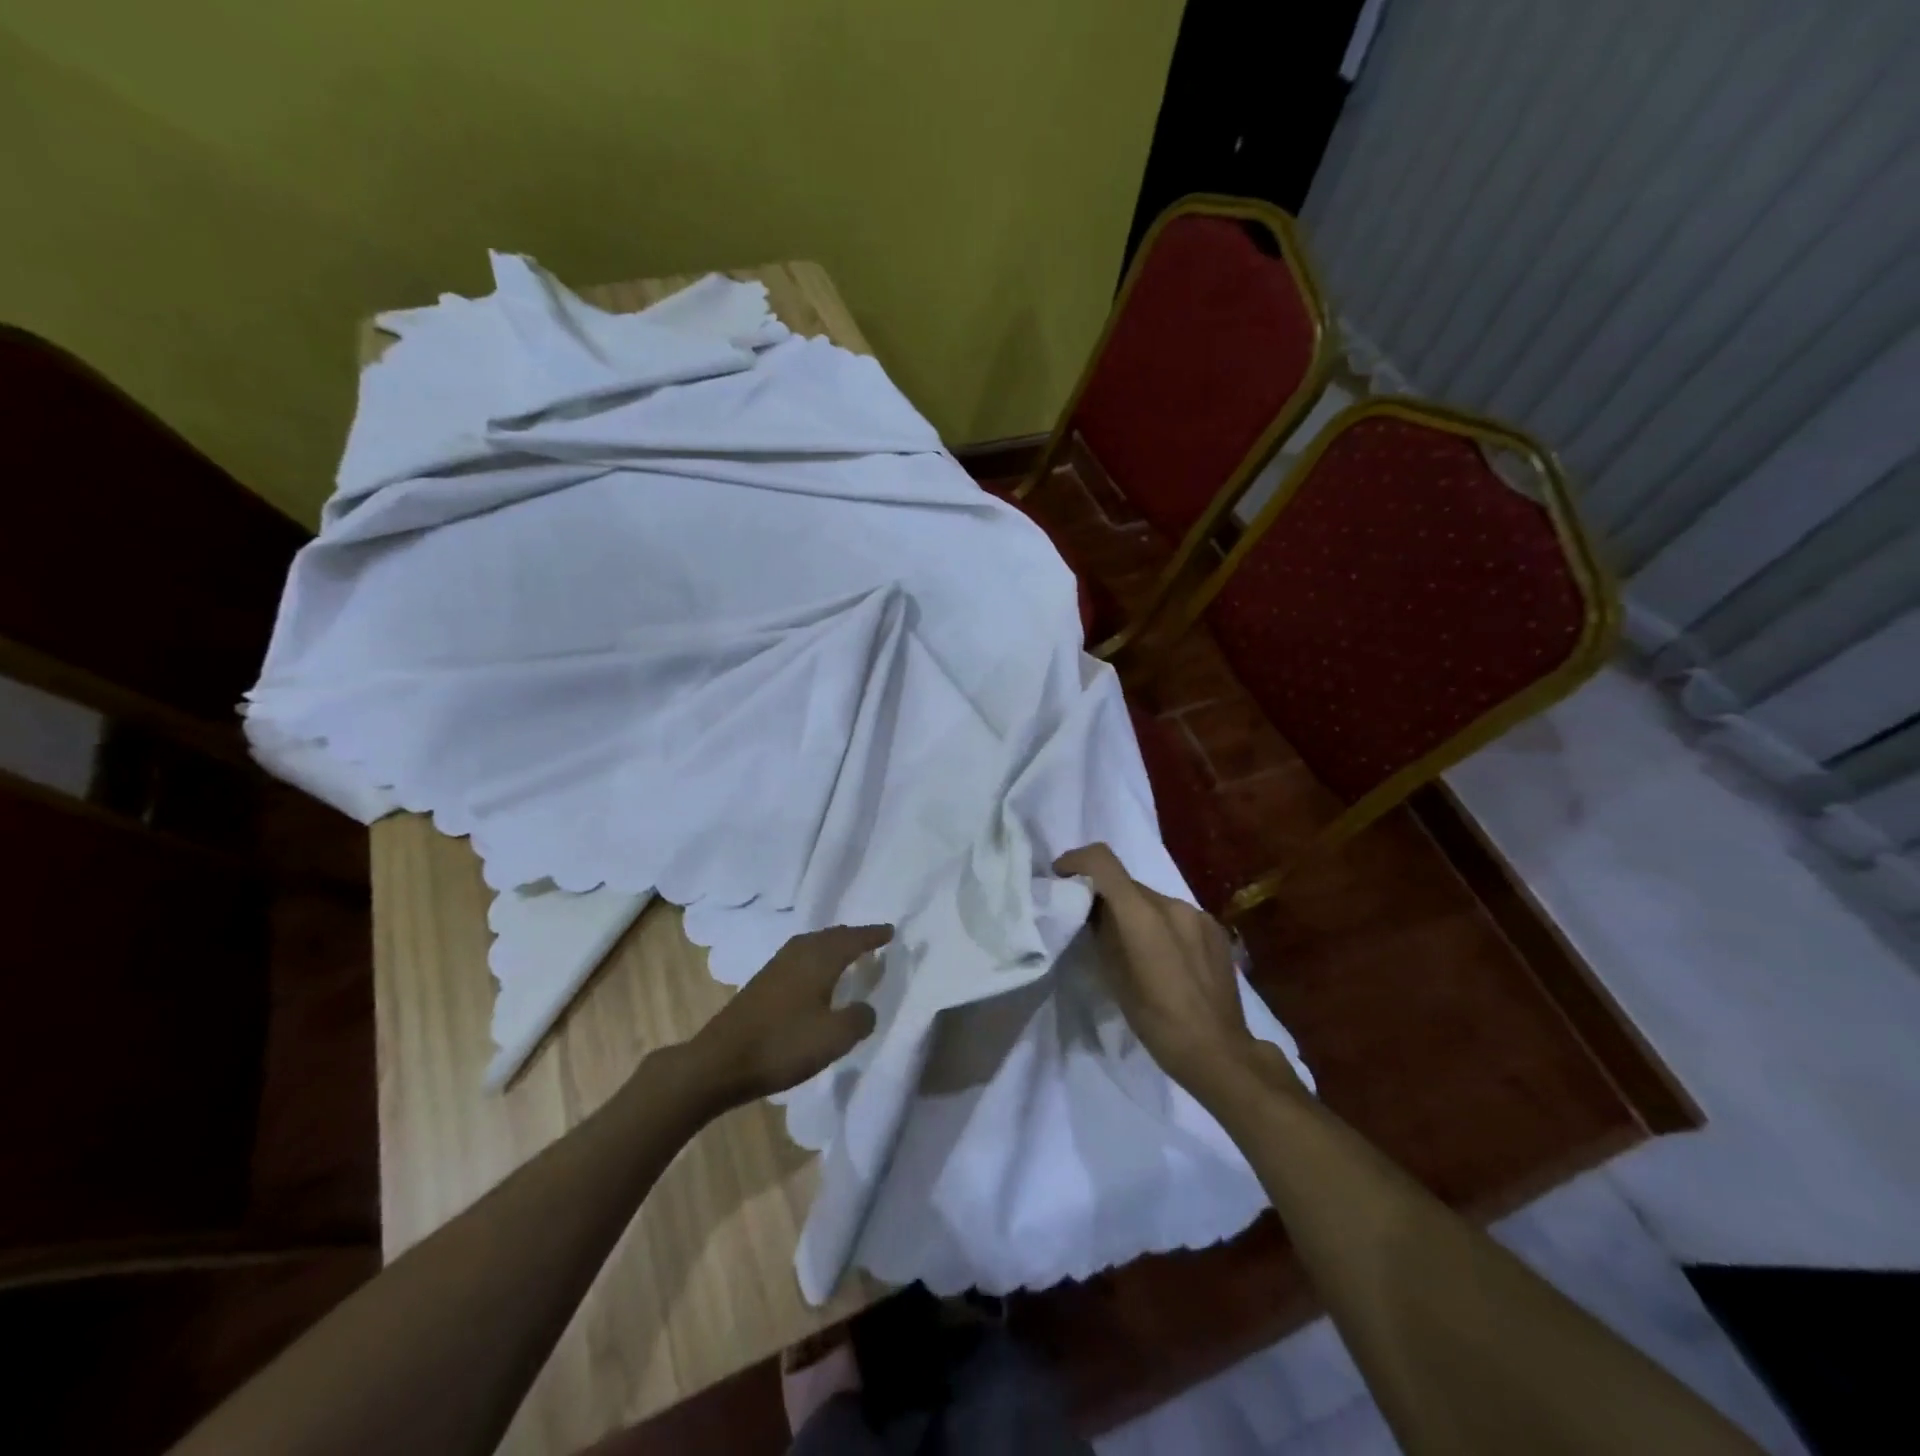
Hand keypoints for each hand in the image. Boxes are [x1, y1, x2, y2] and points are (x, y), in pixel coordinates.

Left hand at [687, 924, 890, 1105]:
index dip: (873, 935)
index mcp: (819, 960)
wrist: (719, 1062)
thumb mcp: (834, 1038)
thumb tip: (866, 1008)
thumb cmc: (783, 1045)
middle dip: (852, 936)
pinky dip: (815, 957)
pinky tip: (813, 976)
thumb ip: (858, 1019)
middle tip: (871, 940)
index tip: (891, 932)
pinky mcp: (761, 983)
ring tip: (846, 954)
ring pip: (812, 944)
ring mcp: (776, 967)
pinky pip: (798, 956)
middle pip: (830, 936)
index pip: (852, 939)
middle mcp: (798, 954)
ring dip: (831, 945)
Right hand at [1055, 844, 1263, 1093]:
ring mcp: (1197, 914)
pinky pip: (1176, 915)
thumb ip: (1102, 932)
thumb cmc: (1156, 1021)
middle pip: (1127, 884)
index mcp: (1142, 914)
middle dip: (1105, 895)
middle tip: (1091, 922)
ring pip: (1152, 900)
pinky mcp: (1215, 929)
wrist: (1218, 1051)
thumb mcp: (1114, 977)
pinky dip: (1161, 925)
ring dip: (1135, 912)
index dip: (1076, 860)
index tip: (1061, 876)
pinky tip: (1163, 957)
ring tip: (1130, 946)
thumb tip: (1092, 910)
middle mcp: (1171, 903)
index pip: (1102, 861)